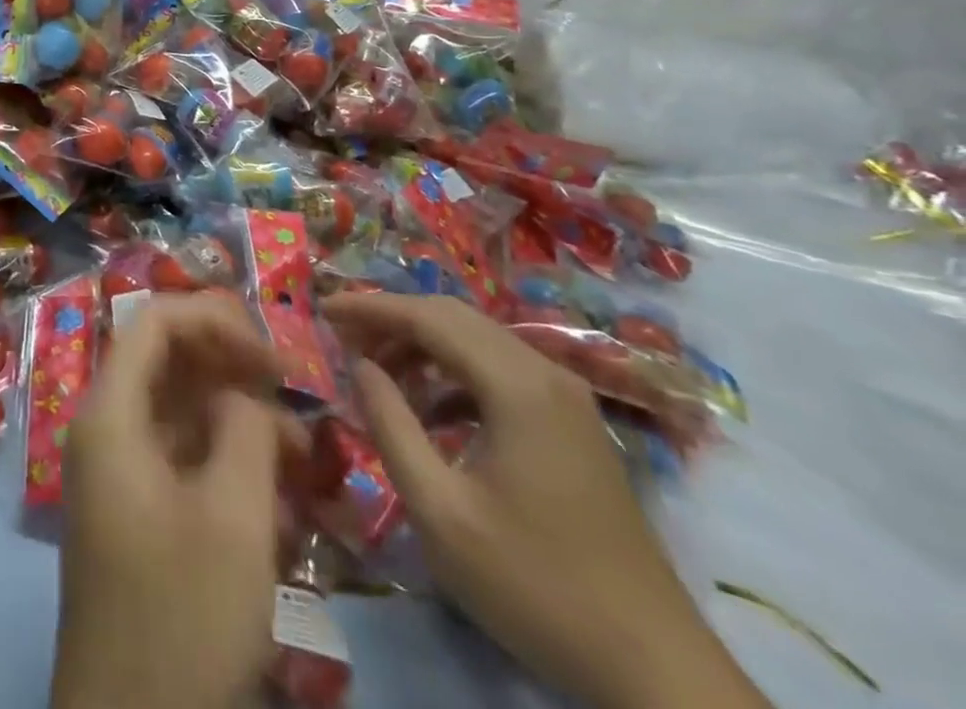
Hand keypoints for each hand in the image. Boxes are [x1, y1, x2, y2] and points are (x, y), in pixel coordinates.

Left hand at [51, 294, 304, 708]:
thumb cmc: (181, 621)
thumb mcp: (233, 520)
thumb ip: (245, 430)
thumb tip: (247, 393)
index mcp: (110, 413)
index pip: (154, 322)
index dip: (214, 319)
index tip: (274, 355)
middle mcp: (105, 428)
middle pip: (164, 359)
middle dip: (229, 363)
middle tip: (291, 391)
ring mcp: (118, 471)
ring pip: (178, 409)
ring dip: (235, 414)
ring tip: (300, 450)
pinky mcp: (137, 511)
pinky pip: (181, 455)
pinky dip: (225, 456)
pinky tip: (275, 487)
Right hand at [323, 293, 770, 708]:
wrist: (656, 670)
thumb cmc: (536, 585)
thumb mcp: (439, 510)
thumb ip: (390, 425)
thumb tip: (360, 365)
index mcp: (516, 385)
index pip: (427, 316)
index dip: (369, 307)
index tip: (322, 310)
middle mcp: (545, 373)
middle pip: (453, 316)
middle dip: (392, 319)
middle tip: (342, 335)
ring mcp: (566, 398)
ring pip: (477, 339)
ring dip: (421, 344)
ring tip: (376, 371)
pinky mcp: (573, 425)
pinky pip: (500, 369)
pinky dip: (453, 371)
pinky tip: (429, 407)